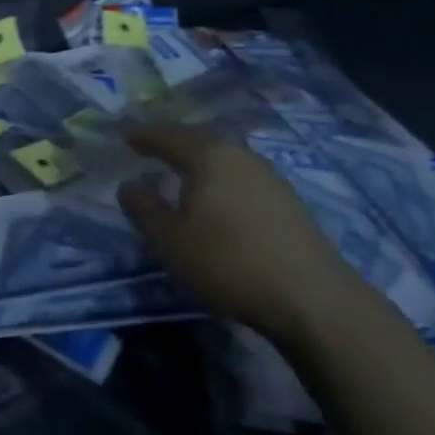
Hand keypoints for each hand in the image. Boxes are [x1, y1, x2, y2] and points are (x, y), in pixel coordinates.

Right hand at [116, 125, 362, 341]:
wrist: (310, 297)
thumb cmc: (227, 262)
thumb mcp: (170, 240)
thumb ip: (144, 208)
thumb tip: (128, 184)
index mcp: (208, 156)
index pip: (168, 136)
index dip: (143, 136)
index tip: (124, 136)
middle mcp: (240, 156)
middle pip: (199, 141)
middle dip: (173, 143)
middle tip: (150, 149)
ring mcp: (269, 177)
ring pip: (224, 159)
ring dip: (199, 162)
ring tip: (181, 173)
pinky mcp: (288, 201)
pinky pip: (242, 178)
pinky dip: (221, 180)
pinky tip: (217, 199)